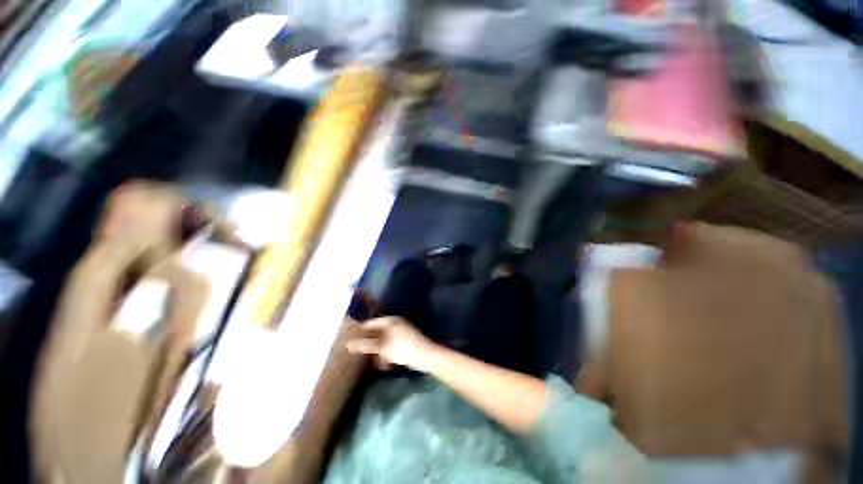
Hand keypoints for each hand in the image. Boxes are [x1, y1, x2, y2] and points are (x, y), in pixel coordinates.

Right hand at [346, 317, 436, 371]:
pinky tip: (387, 365)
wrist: (426, 356)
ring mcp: (401, 332)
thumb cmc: (403, 348)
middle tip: (364, 357)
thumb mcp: (382, 348)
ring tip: (379, 365)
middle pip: (377, 333)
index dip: (360, 333)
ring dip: (379, 353)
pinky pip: (392, 346)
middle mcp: (395, 324)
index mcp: (390, 321)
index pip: (370, 324)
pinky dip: (388, 354)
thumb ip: (366, 345)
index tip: (351, 344)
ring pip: (384, 342)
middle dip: (371, 346)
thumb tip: (348, 344)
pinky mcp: (406, 341)